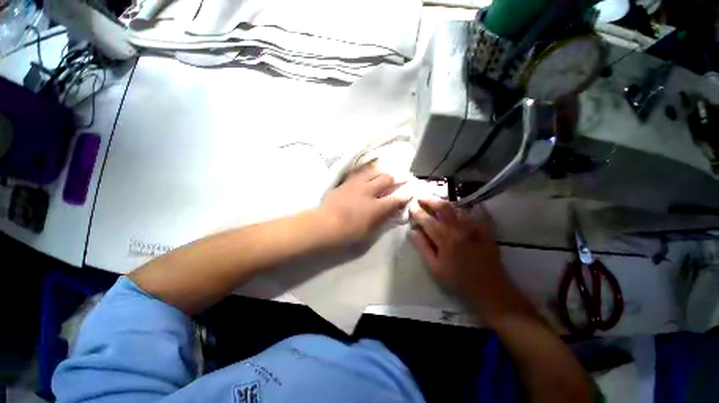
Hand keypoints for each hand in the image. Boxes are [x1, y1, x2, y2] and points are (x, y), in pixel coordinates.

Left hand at [320, 162, 409, 244]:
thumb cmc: (347, 232)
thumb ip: (382, 219)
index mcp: (376, 207)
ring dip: (380, 173)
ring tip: (381, 176)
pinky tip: (366, 174)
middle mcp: (368, 191)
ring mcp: (357, 184)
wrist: (324, 224)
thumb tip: (392, 211)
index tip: (409, 193)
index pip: (396, 198)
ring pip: (373, 170)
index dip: (405, 195)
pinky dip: (366, 172)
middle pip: (387, 178)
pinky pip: (359, 172)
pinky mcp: (346, 182)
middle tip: (395, 182)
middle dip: (394, 179)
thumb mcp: (369, 231)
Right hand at [408, 199, 517, 316]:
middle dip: (430, 199)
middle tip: (421, 198)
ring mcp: (474, 228)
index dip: (417, 211)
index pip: (427, 219)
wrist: (490, 290)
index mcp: (445, 238)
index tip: (411, 206)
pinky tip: (460, 209)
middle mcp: (459, 229)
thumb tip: (412, 231)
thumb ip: (422, 247)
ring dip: (445, 203)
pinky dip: (465, 209)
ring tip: (436, 203)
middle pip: (443, 207)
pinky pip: (475, 214)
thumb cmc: (458, 281)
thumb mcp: (434, 267)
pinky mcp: (485, 230)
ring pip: (457, 208)